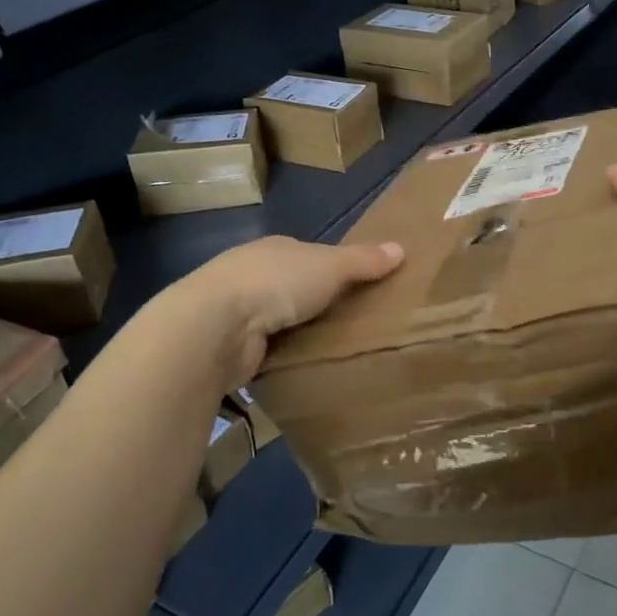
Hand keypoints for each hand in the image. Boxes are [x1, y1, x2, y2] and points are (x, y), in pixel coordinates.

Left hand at [163, 235, 403, 387]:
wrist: (216, 326)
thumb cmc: (277, 283)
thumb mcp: (330, 266)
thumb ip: (363, 261)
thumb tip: (401, 249)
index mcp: (275, 248)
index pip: (309, 254)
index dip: (334, 267)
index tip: (360, 285)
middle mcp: (252, 274)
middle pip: (294, 286)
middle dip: (316, 302)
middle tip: (355, 323)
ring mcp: (237, 311)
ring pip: (279, 319)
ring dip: (298, 331)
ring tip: (335, 350)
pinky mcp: (231, 346)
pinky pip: (267, 349)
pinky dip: (282, 355)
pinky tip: (302, 367)